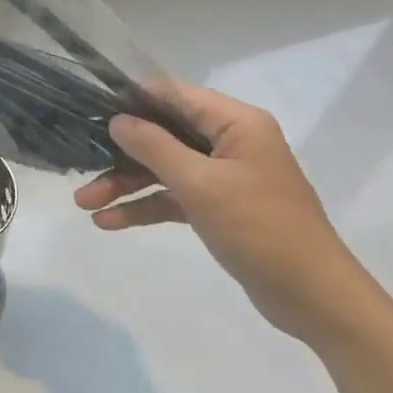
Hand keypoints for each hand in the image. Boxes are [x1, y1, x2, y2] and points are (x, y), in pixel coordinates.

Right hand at [73, 84, 374, 343]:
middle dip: (120, 152)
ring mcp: (224, 176)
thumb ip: (154, 147)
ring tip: (84, 204)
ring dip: (125, 184)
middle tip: (79, 163)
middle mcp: (230, 142)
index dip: (131, 98)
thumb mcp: (200, 184)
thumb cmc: (259, 228)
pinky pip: (173, 197)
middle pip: (163, 134)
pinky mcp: (219, 208)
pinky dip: (145, 207)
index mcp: (235, 123)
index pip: (174, 95)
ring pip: (163, 168)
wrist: (314, 298)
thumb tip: (118, 119)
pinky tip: (110, 222)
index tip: (89, 104)